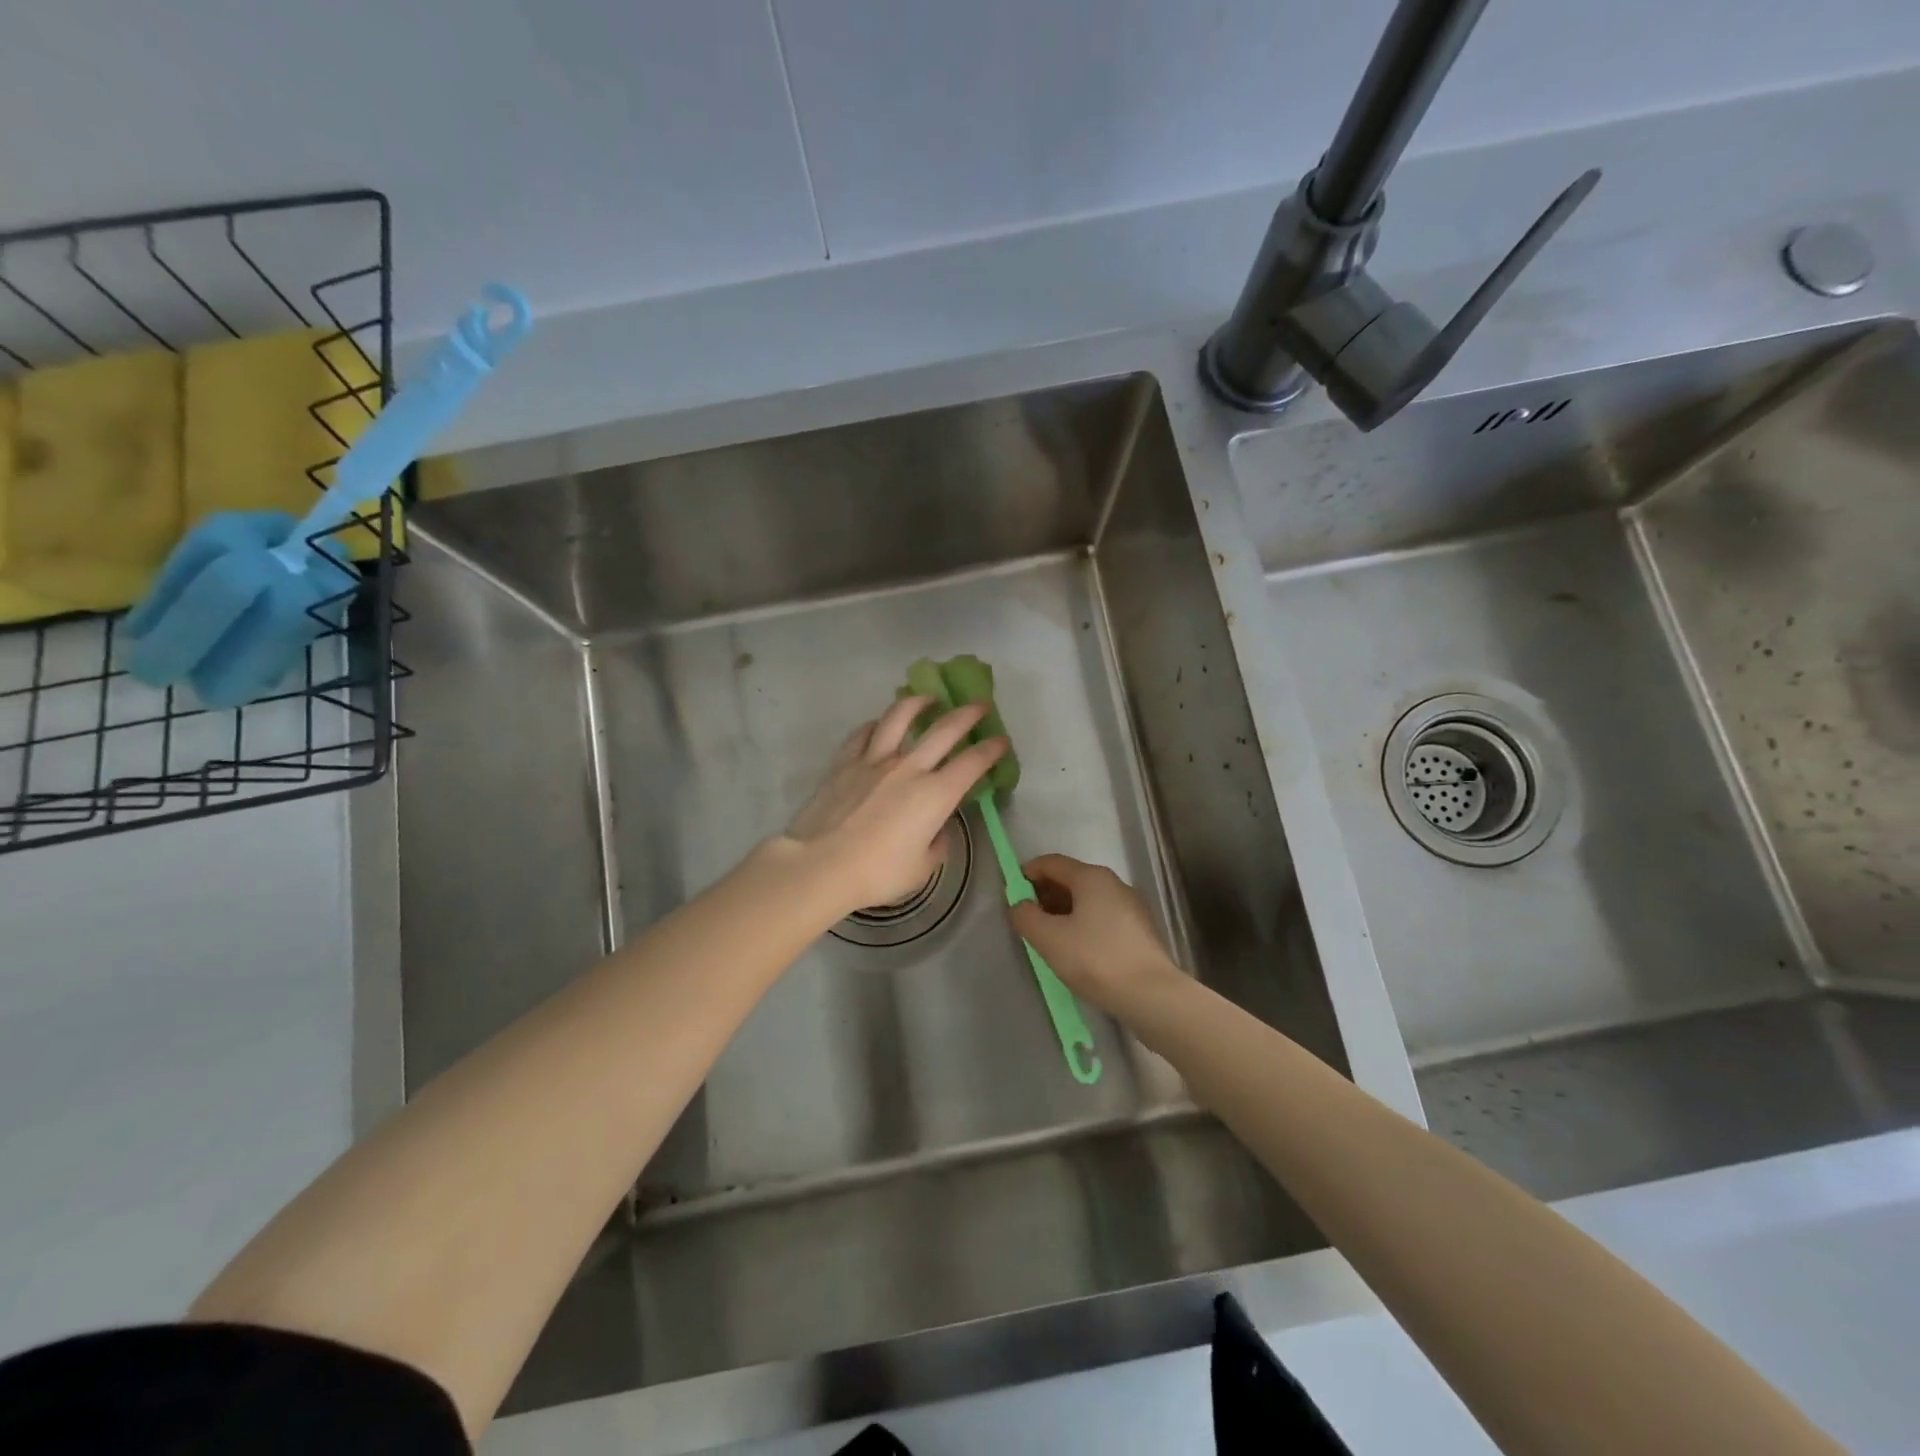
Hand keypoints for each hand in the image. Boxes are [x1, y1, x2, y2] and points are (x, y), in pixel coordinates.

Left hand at [785, 695, 1007, 916]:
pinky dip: (874, 725)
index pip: (972, 763)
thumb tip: (937, 829)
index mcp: (935, 795)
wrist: (820, 865)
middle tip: (980, 705)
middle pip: (944, 730)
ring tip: (927, 697)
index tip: (1002, 741)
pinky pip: (862, 735)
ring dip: (918, 702)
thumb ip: (937, 844)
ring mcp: (873, 761)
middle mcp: (908, 768)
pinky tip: (878, 724)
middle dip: (967, 714)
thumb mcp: (922, 868)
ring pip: (899, 718)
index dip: (991, 750)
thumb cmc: (877, 873)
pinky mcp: (844, 763)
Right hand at [1009, 854, 1182, 1013]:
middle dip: (1045, 893)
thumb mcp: (1049, 939)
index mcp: (1091, 877)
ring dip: (1064, 910)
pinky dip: (1083, 923)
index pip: (1051, 862)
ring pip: (1088, 899)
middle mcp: (1114, 883)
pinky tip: (1076, 949)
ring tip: (1048, 936)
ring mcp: (1131, 906)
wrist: (1152, 995)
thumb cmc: (1095, 959)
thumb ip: (1026, 917)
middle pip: (1071, 878)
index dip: (1027, 873)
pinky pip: (1103, 916)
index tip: (1012, 894)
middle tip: (1027, 917)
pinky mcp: (1140, 930)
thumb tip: (1019, 905)